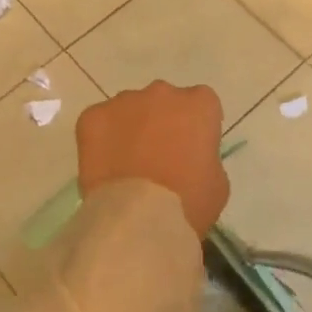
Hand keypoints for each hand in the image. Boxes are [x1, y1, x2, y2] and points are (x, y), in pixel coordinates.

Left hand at [76, 81, 228, 238]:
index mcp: (199, 105)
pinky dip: (101, 139)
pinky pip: (99, 122)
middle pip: (164, 101)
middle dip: (162, 122)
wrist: (138, 218)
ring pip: (130, 109)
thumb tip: (190, 158)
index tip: (192, 149)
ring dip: (131, 128)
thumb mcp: (218, 183)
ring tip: (127, 165)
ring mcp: (124, 101)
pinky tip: (105, 166)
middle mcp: (162, 93)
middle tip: (158, 156)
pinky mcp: (93, 116)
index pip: (202, 104)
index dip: (196, 126)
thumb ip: (206, 157)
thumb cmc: (188, 202)